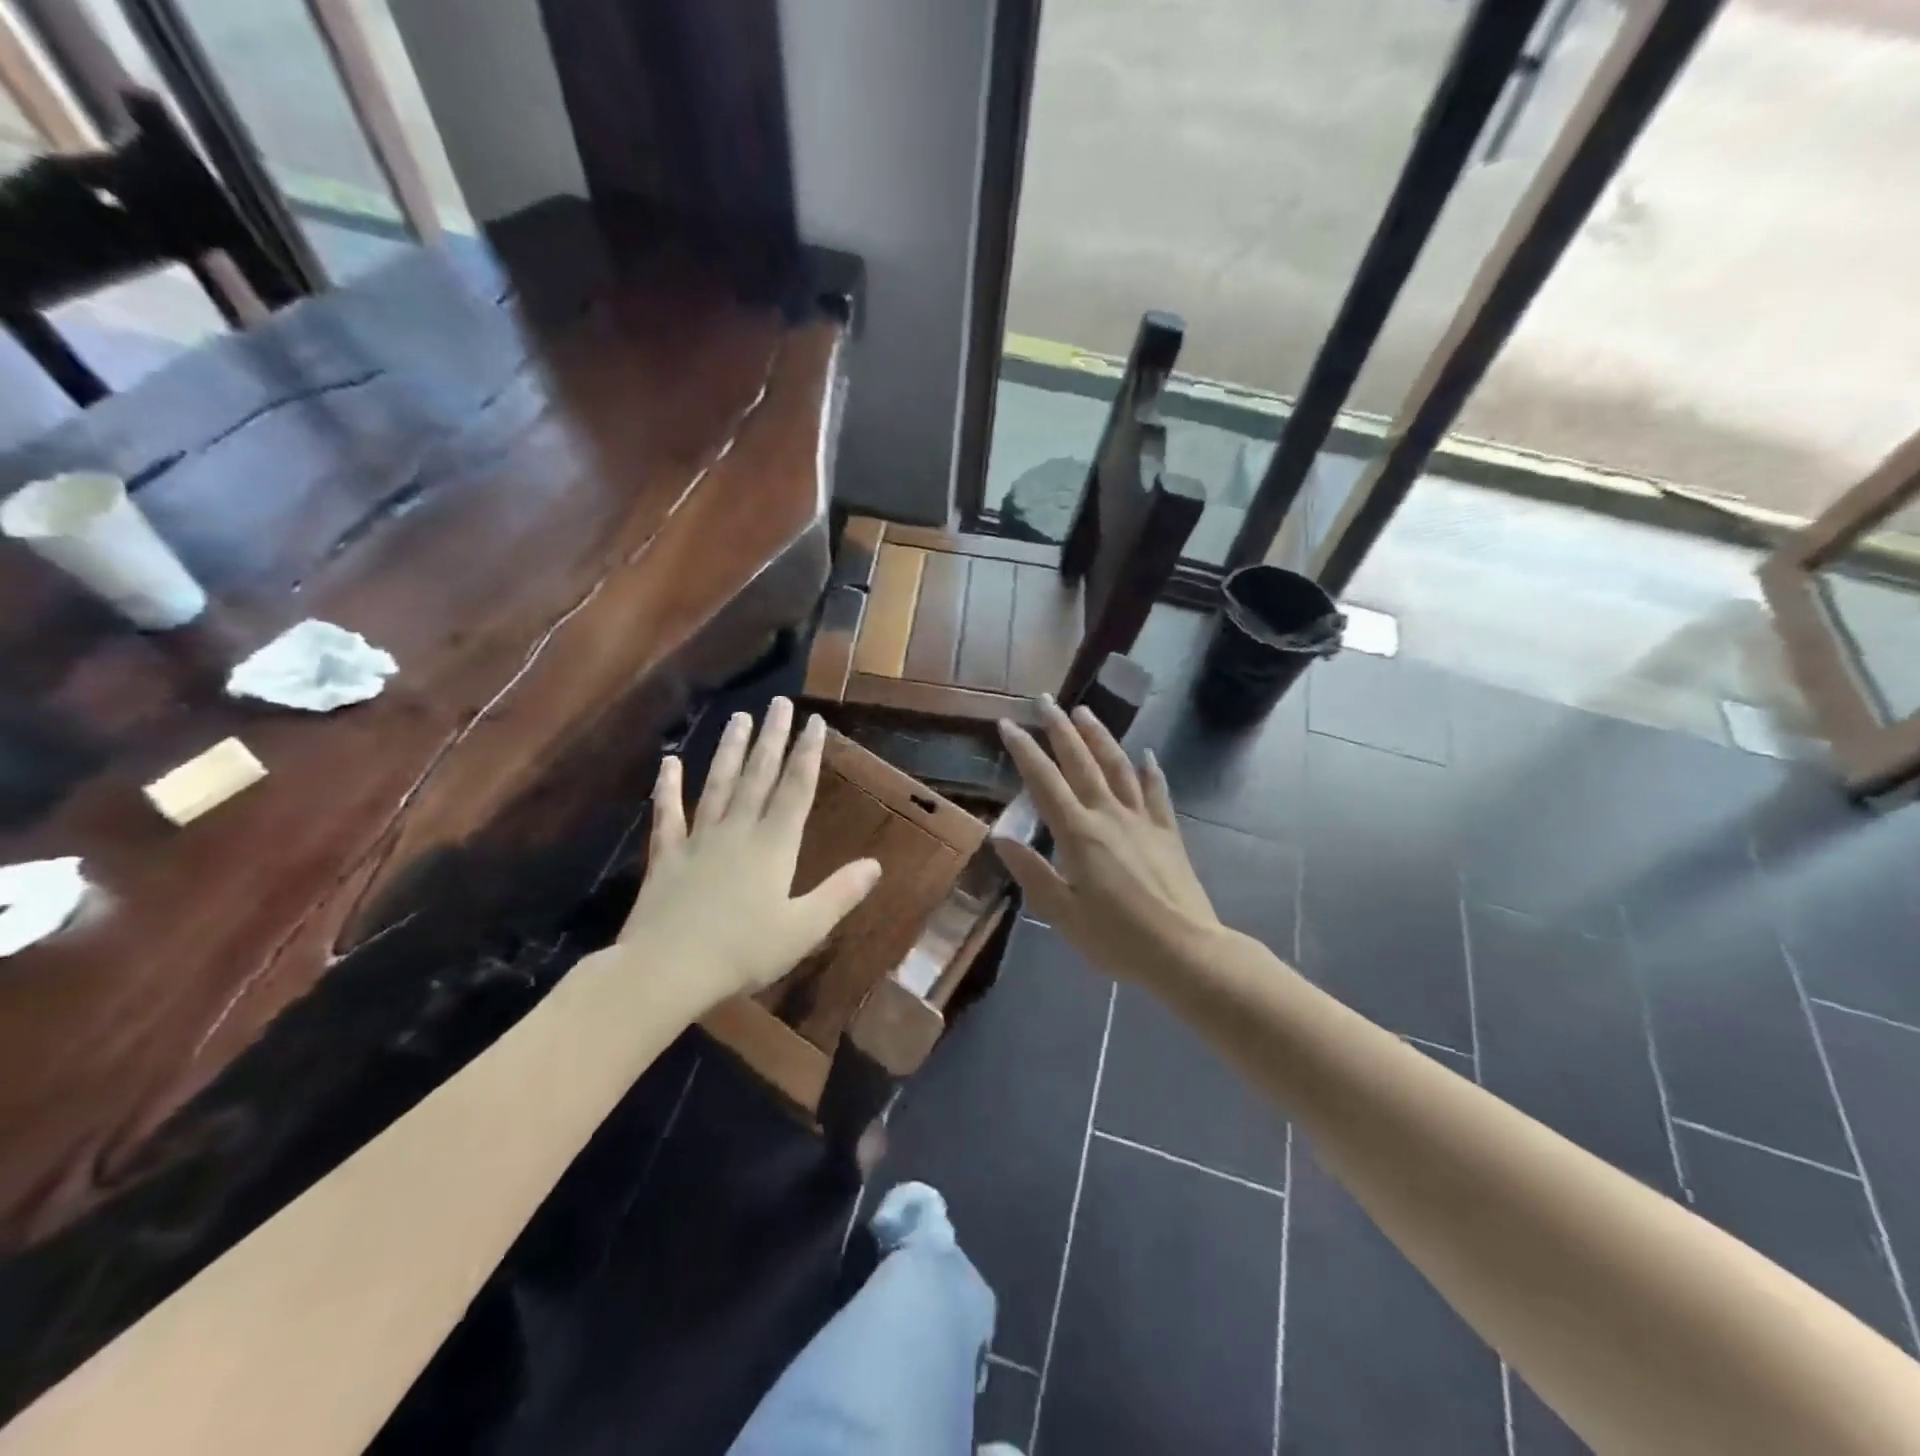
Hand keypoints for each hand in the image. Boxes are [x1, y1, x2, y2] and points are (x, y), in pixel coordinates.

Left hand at [615, 698, 881, 1006]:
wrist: (667, 970)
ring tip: (738, 717)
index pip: (796, 788)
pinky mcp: (667, 855)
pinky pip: (668, 814)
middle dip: (772, 738)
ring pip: (718, 784)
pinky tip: (669, 763)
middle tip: (779, 703)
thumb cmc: (743, 952)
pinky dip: (668, 787)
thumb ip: (840, 893)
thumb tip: (876, 864)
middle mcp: (739, 831)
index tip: (815, 722)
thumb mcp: (804, 929)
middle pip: (759, 776)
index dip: (808, 753)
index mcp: (775, 845)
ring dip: (730, 750)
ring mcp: (699, 839)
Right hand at [994, 699, 1219, 983]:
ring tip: (1085, 712)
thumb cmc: (1117, 939)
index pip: (1044, 782)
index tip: (1007, 723)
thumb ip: (1032, 872)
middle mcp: (1109, 815)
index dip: (1024, 750)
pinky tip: (1146, 755)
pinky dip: (1150, 771)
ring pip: (1118, 767)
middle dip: (1060, 729)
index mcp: (1078, 834)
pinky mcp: (1167, 833)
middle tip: (1044, 700)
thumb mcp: (1063, 914)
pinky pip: (1157, 792)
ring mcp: (1142, 821)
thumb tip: (1000, 836)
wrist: (1186, 952)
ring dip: (1099, 737)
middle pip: (1081, 762)